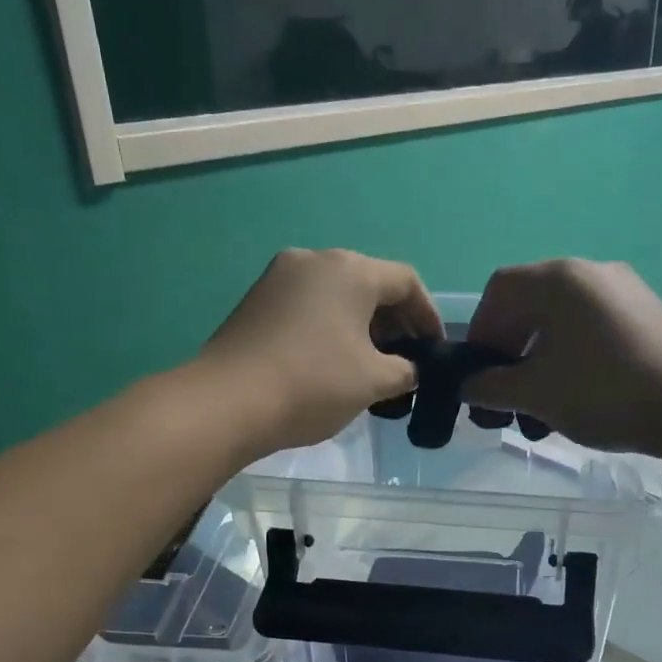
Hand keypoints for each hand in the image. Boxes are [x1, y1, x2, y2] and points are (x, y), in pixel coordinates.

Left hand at [198, 249, 441, 454]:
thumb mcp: (373, 381)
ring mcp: (278, 277)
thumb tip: (406, 369)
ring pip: (336, 295)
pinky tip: (331, 361)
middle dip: (394, 321)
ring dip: (361, 325)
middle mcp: (314, 260)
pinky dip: (330, 327)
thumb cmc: (313, 384)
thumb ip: (404, 371)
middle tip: (405, 358)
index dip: (428, 315)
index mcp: (350, 270)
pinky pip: (307, 306)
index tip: (434, 349)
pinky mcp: (255, 300)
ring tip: (370, 364)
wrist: (227, 402)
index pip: (406, 282)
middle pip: (369, 283)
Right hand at [462, 259, 661, 452]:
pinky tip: (575, 395)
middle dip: (509, 349)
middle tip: (504, 392)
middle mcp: (592, 272)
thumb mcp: (535, 393)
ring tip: (538, 404)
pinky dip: (570, 356)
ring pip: (562, 320)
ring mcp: (624, 291)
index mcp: (559, 279)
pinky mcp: (646, 316)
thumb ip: (490, 387)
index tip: (478, 371)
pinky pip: (592, 328)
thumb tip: (468, 387)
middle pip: (531, 303)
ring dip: (538, 358)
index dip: (480, 330)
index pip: (500, 289)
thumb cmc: (603, 392)